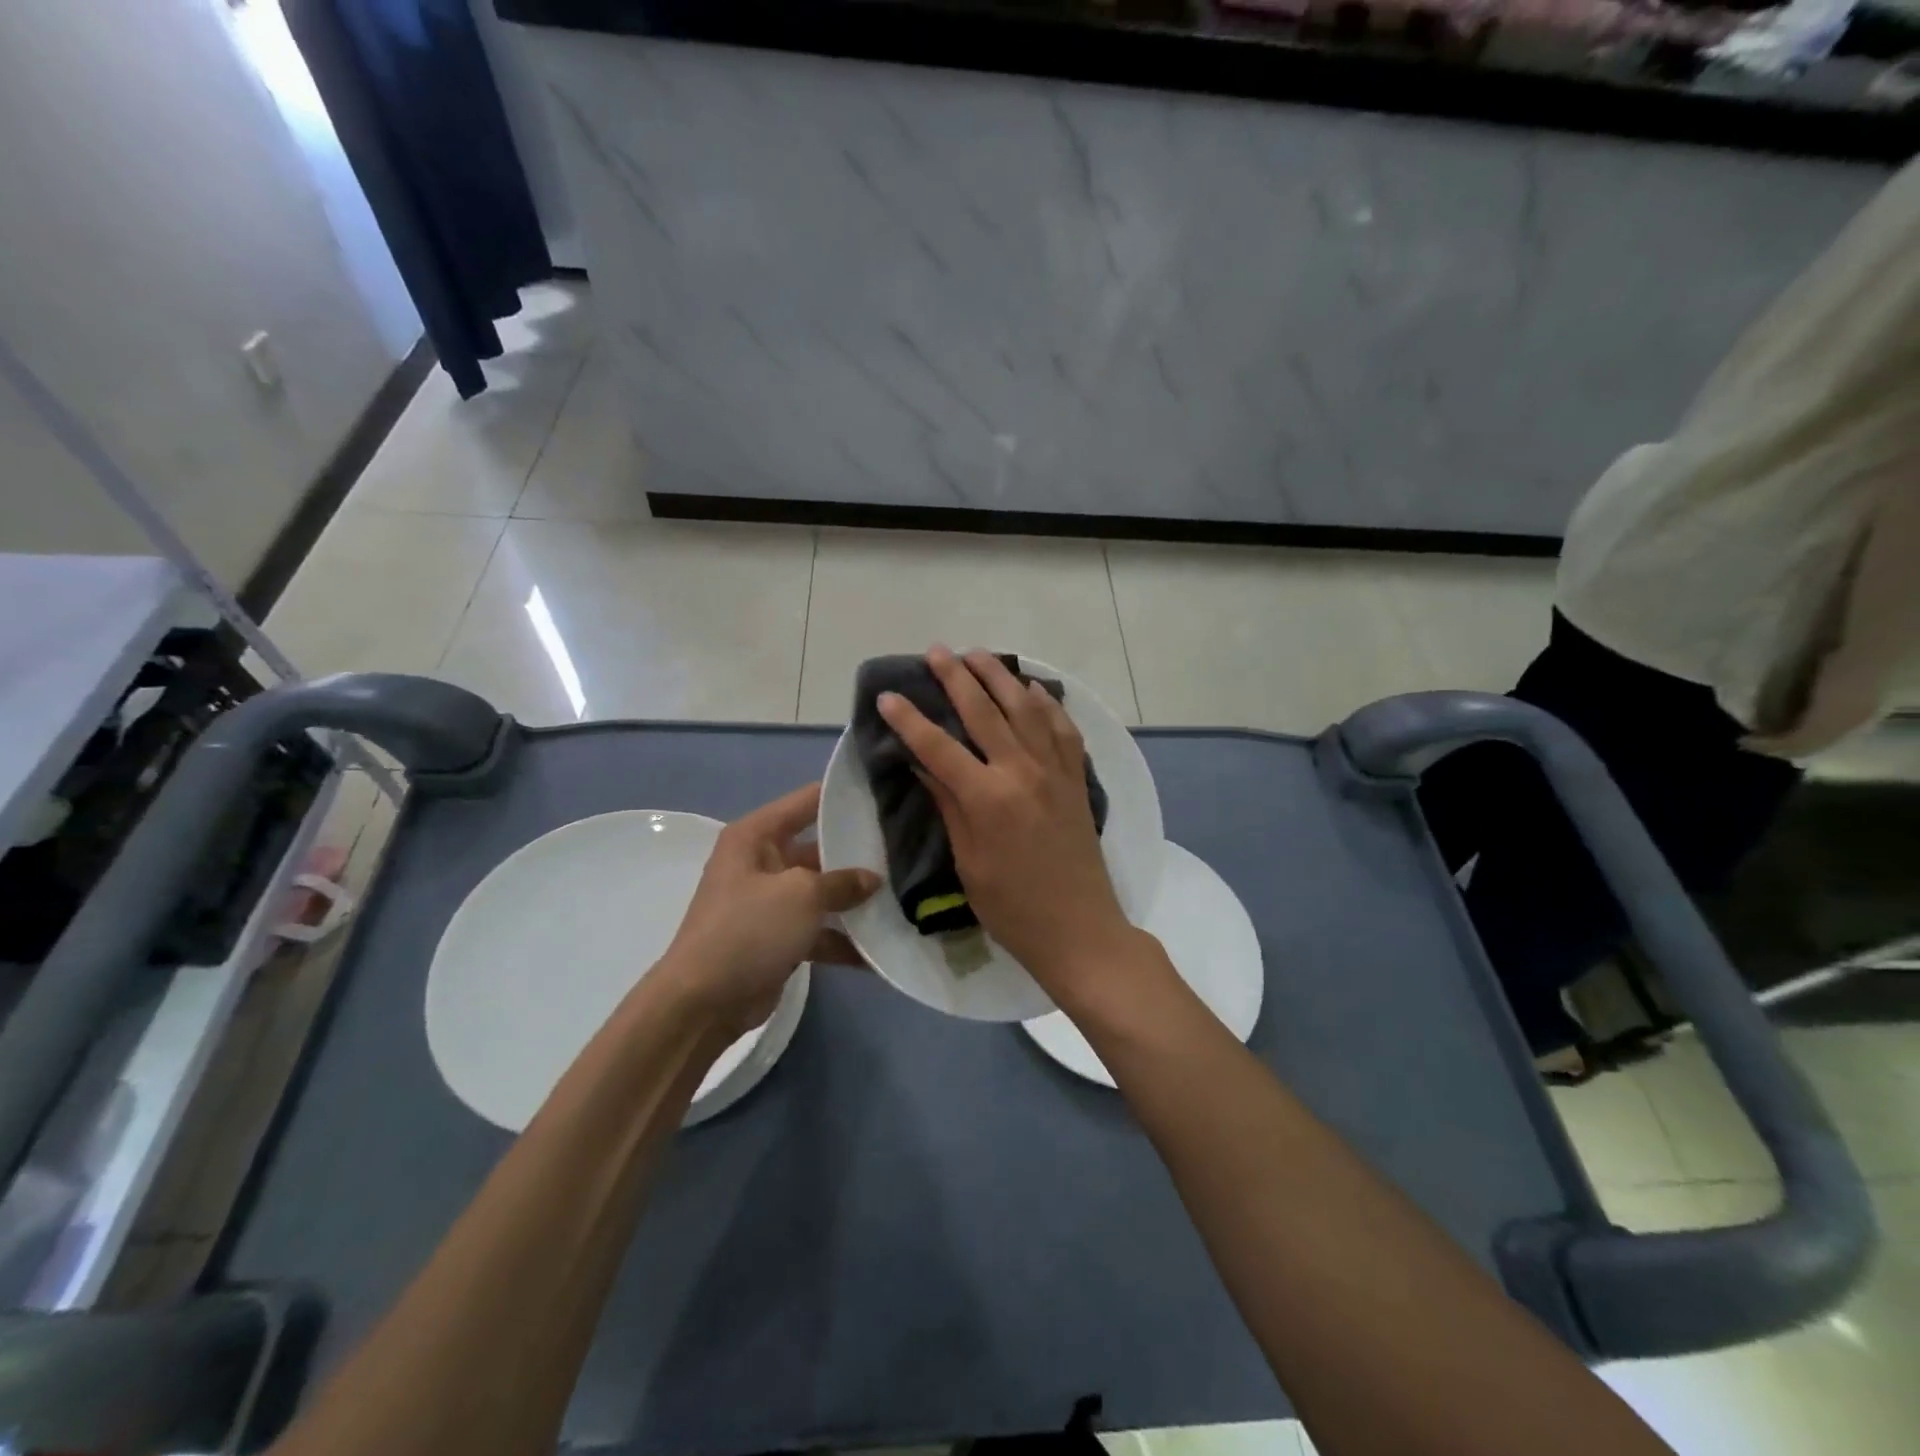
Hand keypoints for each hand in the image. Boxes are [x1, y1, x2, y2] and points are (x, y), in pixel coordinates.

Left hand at [657, 784, 880, 1037]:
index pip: (807, 800)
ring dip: (854, 900)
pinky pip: (818, 930)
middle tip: (905, 849)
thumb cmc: (748, 929)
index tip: (886, 794)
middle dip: (858, 853)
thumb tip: (873, 879)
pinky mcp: (777, 939)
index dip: (843, 796)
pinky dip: (843, 940)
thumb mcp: (801, 895)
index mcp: (756, 836)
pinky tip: (880, 950)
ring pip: (822, 892)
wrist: (703, 1002)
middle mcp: (761, 862)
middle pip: (819, 847)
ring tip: (903, 897)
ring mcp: (769, 902)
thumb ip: (842, 881)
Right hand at [879, 646, 1136, 1000]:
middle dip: (956, 677)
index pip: (938, 746)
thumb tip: (922, 765)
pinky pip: (1062, 728)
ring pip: (1026, 708)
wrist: (1079, 928)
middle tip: (937, 651)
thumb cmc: (1012, 906)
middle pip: (984, 711)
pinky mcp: (1076, 778)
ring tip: (979, 655)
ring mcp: (1054, 771)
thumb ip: (948, 805)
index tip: (889, 695)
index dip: (910, 719)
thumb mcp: (967, 861)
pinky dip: (1047, 704)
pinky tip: (1034, 689)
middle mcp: (1021, 771)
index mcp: (987, 797)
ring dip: (1000, 677)